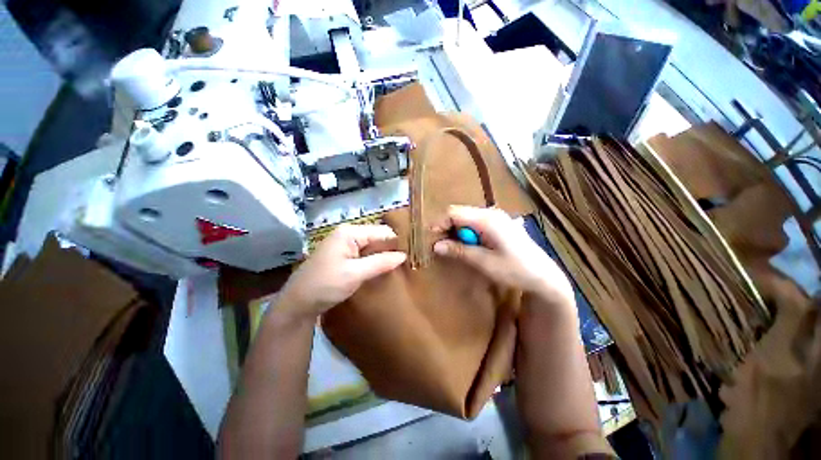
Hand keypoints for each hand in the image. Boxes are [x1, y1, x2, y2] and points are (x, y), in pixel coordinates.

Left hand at [277, 224, 405, 320]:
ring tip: (400, 265)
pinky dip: (376, 260)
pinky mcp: (345, 255)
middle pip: (378, 237)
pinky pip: (366, 254)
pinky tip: (384, 268)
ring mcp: (346, 244)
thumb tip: (404, 256)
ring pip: (373, 246)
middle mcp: (349, 234)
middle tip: (408, 261)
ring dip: (384, 255)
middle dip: (391, 248)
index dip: (397, 242)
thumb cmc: (325, 285)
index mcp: (350, 232)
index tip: (412, 254)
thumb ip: (380, 262)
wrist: (298, 303)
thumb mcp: (355, 274)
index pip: (382, 231)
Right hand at [433, 206, 573, 306]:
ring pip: (467, 218)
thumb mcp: (484, 262)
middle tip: (441, 245)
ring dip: (456, 231)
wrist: (544, 276)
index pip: (454, 213)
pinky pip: (476, 223)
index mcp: (487, 220)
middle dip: (447, 227)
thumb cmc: (515, 270)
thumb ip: (459, 251)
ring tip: (453, 247)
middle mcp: (491, 213)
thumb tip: (436, 245)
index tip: (431, 238)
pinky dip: (467, 232)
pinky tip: (469, 245)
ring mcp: (497, 217)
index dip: (440, 223)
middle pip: (460, 213)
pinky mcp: (499, 223)